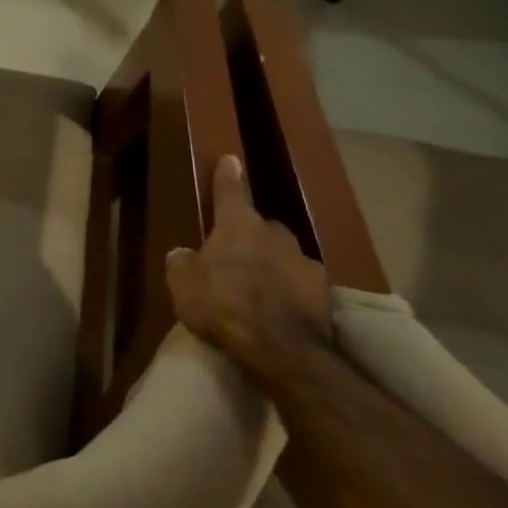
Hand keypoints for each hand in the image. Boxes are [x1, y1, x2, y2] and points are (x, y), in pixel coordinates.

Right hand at [166, 155, 332, 366]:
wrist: (281, 349)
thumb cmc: (223, 304)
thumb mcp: (182, 283)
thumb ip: (182, 262)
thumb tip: (184, 254)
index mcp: (238, 225)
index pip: (230, 192)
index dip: (227, 176)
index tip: (231, 159)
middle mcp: (275, 234)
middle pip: (260, 227)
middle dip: (250, 236)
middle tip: (235, 257)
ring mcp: (304, 261)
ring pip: (283, 254)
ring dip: (272, 264)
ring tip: (259, 287)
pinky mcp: (325, 292)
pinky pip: (301, 282)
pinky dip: (291, 289)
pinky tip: (282, 308)